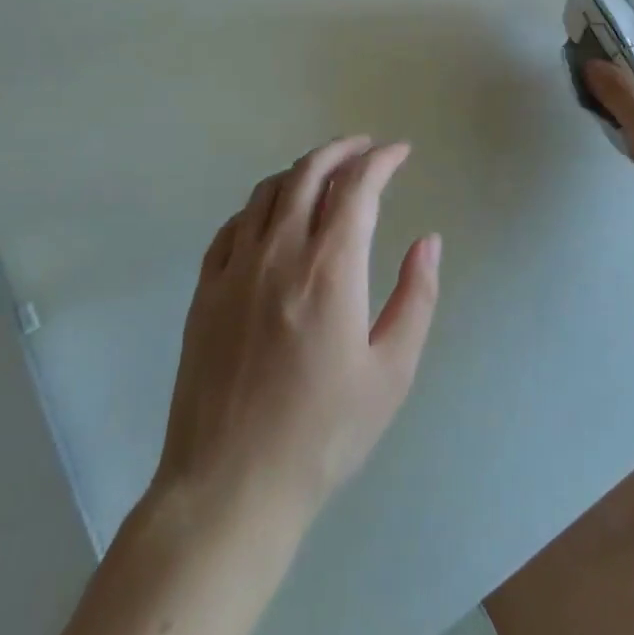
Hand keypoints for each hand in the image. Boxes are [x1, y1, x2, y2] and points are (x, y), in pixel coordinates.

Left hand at [154, 137, 441, 523]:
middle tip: (365, 148)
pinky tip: (272, 215)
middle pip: (309, 172)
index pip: (357, 186)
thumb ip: (415, 297)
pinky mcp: (206, 289)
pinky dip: (261, 204)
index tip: (400, 152)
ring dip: (301, 170)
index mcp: (329, 268)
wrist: (229, 486)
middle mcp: (279, 252)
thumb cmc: (322, 434)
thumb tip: (428, 240)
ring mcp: (235, 268)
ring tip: (324, 173)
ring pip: (268, 191)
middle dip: (342, 150)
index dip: (382, 160)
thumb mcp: (391, 372)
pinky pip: (233, 224)